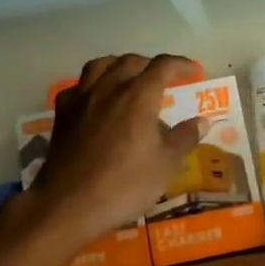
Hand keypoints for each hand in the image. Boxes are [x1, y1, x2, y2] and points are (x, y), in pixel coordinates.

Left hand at [35, 53, 207, 240]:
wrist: (69, 204)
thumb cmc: (125, 184)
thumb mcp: (166, 164)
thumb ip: (185, 138)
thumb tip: (202, 121)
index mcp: (139, 96)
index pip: (163, 66)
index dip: (180, 64)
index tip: (193, 70)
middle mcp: (109, 88)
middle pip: (131, 61)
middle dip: (150, 65)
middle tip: (162, 78)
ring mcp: (82, 99)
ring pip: (100, 65)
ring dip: (119, 65)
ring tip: (128, 78)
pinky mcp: (62, 114)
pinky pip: (78, 86)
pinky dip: (92, 85)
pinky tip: (96, 99)